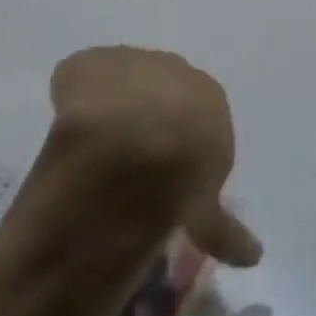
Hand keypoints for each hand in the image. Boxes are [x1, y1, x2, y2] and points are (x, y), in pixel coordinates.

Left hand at [48, 47, 262, 267]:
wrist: (137, 142)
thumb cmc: (182, 175)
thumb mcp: (206, 210)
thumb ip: (220, 225)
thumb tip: (249, 253)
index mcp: (211, 98)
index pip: (198, 116)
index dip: (180, 143)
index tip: (165, 171)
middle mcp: (177, 70)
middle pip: (161, 91)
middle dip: (147, 117)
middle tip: (129, 156)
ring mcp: (132, 62)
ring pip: (122, 83)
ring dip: (110, 107)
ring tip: (93, 144)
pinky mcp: (90, 63)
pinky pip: (80, 80)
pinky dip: (73, 99)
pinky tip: (66, 126)